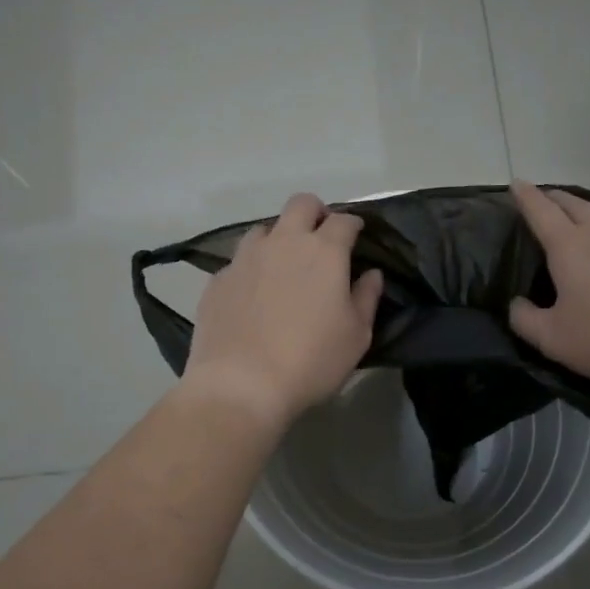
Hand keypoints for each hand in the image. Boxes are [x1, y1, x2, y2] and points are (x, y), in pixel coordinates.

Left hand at [181, 193, 384, 433]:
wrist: (241, 384)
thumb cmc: (311, 361)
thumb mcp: (356, 336)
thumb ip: (367, 298)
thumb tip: (371, 274)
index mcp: (323, 252)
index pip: (343, 220)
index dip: (353, 224)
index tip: (357, 237)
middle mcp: (283, 243)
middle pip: (301, 204)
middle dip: (315, 213)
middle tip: (320, 237)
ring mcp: (245, 258)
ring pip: (264, 229)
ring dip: (278, 238)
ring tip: (283, 266)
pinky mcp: (218, 279)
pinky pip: (239, 262)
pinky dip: (252, 269)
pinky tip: (253, 296)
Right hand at [507, 180, 589, 386]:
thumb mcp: (553, 339)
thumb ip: (525, 320)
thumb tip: (516, 303)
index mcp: (568, 248)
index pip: (540, 212)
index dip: (525, 196)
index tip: (516, 183)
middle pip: (573, 204)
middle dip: (553, 197)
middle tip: (542, 198)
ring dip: (584, 206)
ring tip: (577, 211)